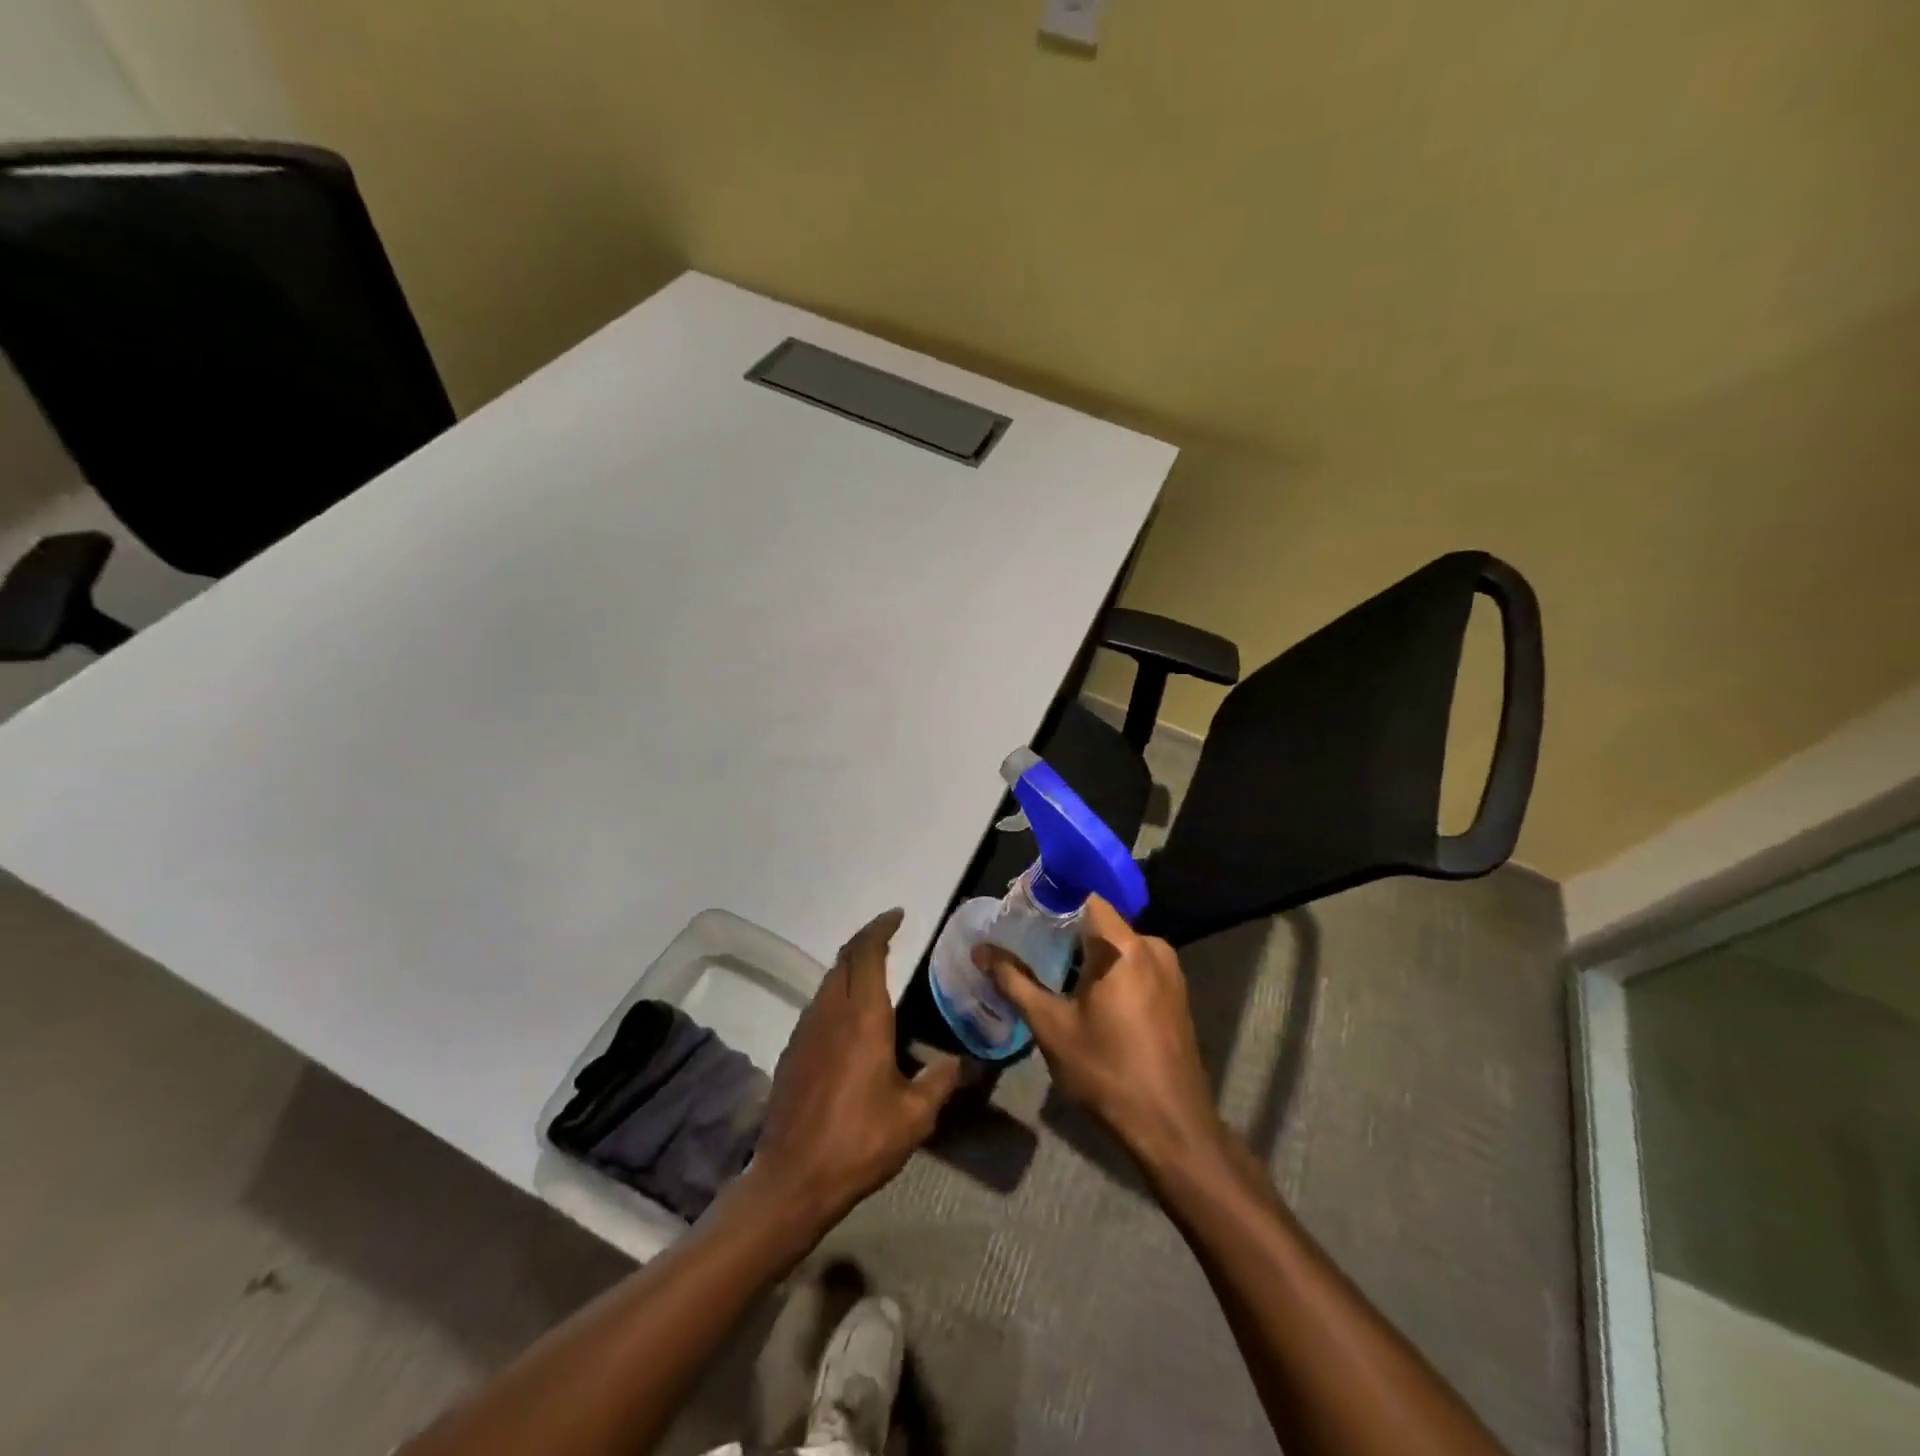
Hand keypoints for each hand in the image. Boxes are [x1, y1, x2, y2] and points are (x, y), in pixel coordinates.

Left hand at [750, 909, 962, 1233]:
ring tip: (874, 974)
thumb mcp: (914, 1116)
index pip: (867, 953)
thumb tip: (963, 1062)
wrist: (792, 1180)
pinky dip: (836, 994)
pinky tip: (850, 1020)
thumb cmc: (859, 1142)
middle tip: (889, 937)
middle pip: (844, 960)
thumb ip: (941, 1081)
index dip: (881, 928)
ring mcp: (806, 1031)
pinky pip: (818, 1006)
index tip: (898, 915)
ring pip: (828, 982)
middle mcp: (830, 1013)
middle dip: (866, 941)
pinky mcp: (792, 1052)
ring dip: (849, 968)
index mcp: (863, 1017)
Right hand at [975, 896, 1224, 1174]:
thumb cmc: (1106, 1071)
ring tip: (1048, 967)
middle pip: (1101, 921)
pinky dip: (1108, 970)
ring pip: (1118, 945)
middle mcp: (1151, 947)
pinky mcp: (1175, 994)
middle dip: (1064, 928)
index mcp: (1122, 947)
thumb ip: (1014, 982)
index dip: (1053, 897)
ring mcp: (1169, 971)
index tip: (1023, 908)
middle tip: (1027, 941)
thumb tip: (980, 951)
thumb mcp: (1051, 1026)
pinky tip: (1083, 993)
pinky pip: (1135, 965)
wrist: (1171, 1128)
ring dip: (1086, 953)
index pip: (1086, 896)